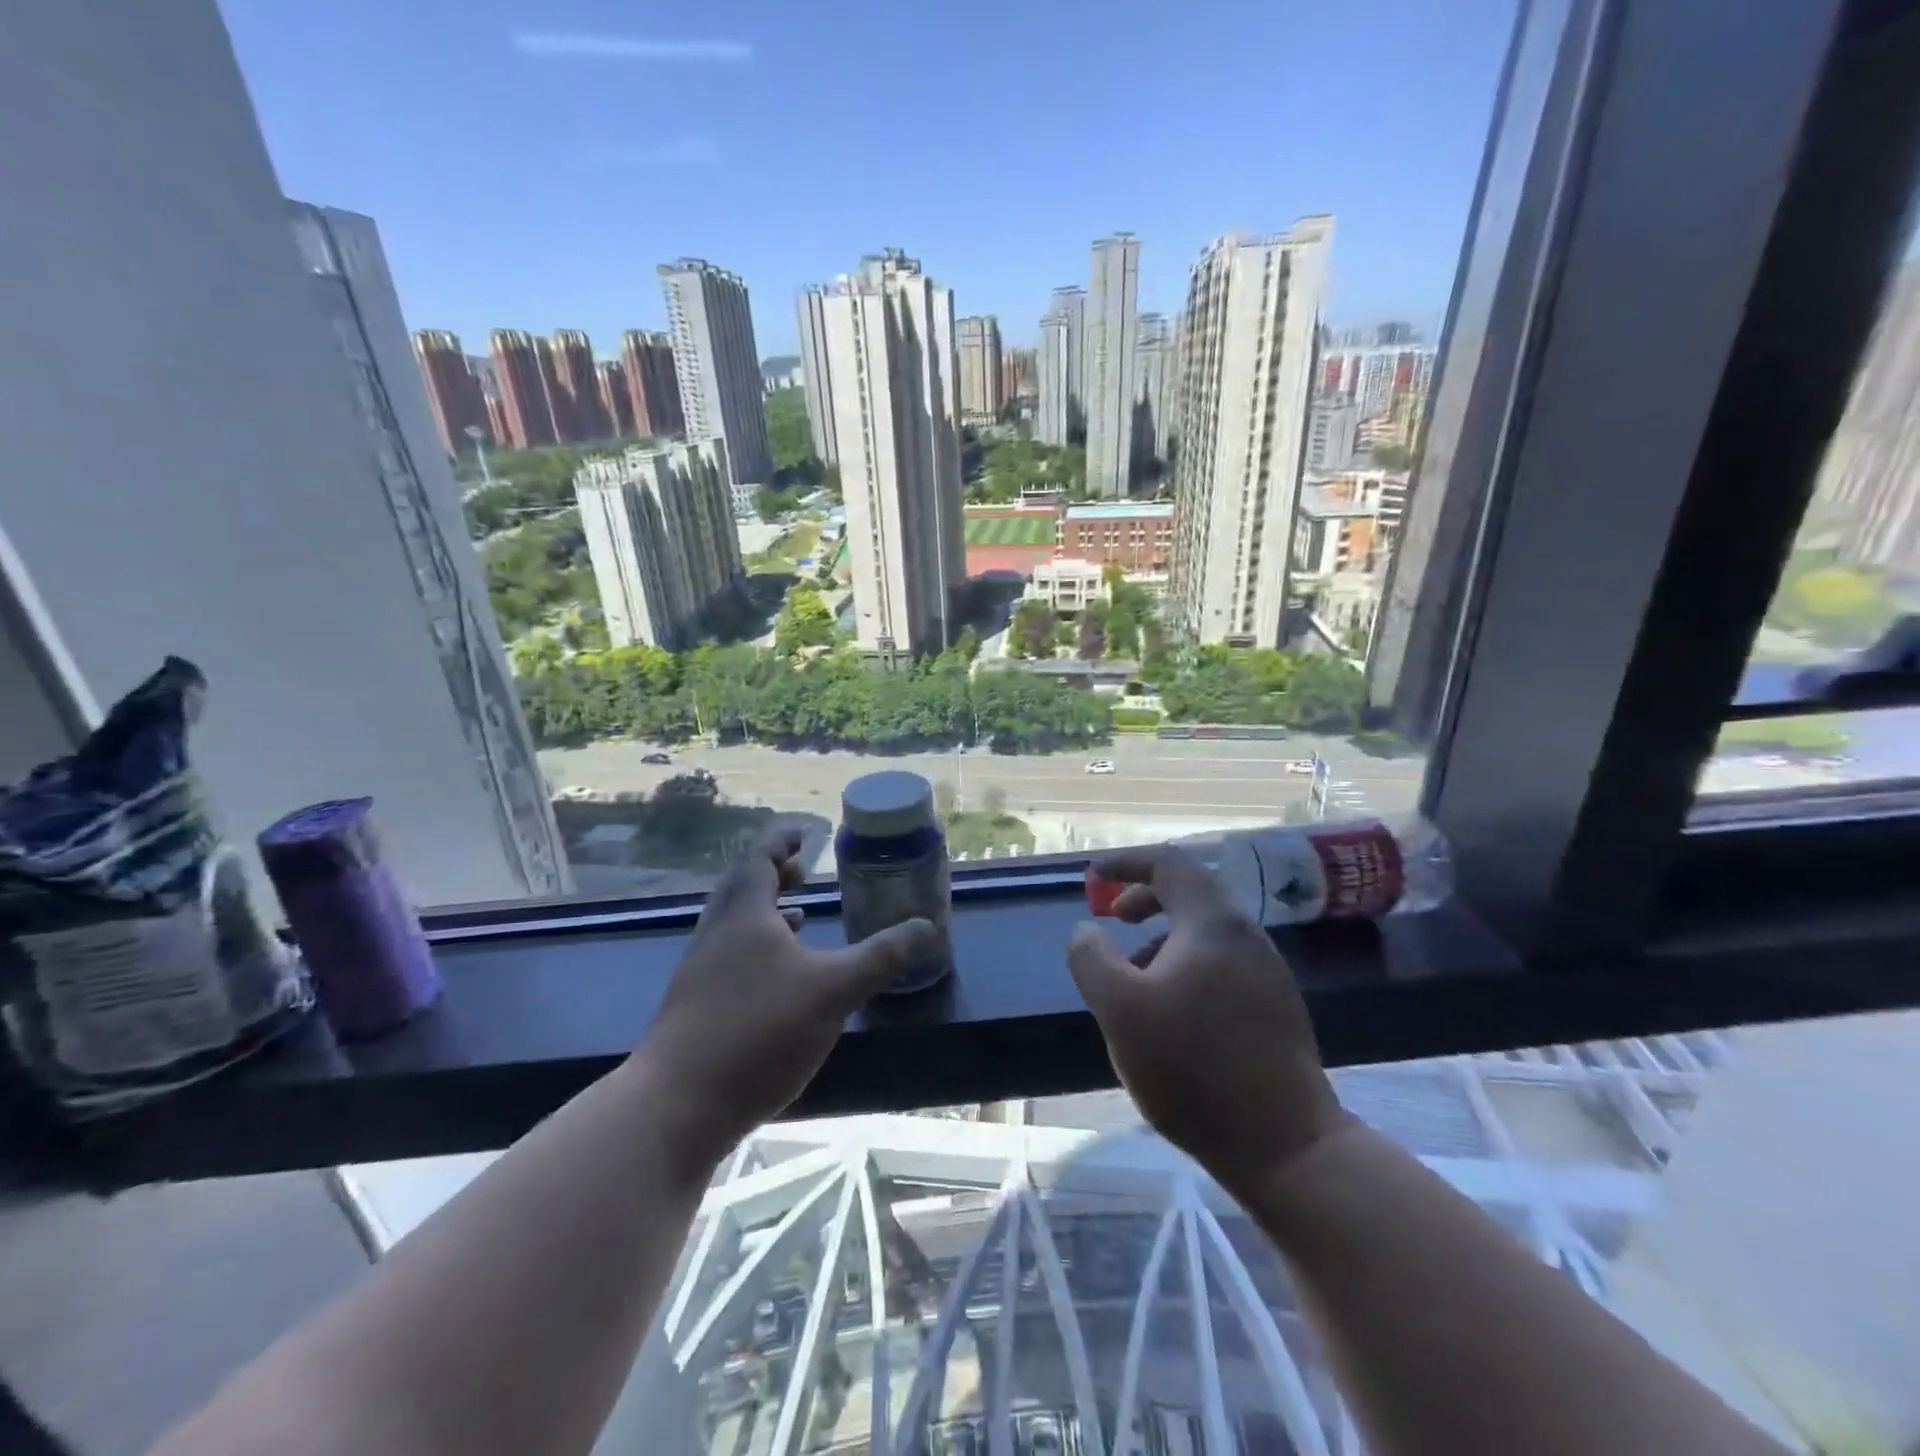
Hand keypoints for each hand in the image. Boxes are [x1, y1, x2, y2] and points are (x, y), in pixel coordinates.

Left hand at [638, 827, 936, 1166]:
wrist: (676, 1106)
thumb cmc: (759, 1031)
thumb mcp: (834, 991)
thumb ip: (881, 957)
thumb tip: (927, 927)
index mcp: (744, 914)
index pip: (760, 859)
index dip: (782, 842)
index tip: (803, 833)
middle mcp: (716, 933)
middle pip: (742, 888)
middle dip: (774, 875)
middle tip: (802, 871)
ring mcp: (699, 971)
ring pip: (734, 925)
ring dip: (765, 913)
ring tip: (798, 918)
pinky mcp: (694, 1006)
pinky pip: (728, 957)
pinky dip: (755, 949)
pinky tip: (776, 979)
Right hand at [1067, 846, 1348, 1188]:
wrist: (1286, 1146)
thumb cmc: (1194, 1067)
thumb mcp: (1120, 1009)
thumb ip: (1092, 958)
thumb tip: (1086, 930)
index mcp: (1212, 923)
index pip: (1169, 863)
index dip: (1126, 862)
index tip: (1093, 876)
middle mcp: (1246, 936)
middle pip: (1190, 893)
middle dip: (1143, 898)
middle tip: (1111, 919)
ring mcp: (1267, 972)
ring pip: (1204, 932)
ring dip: (1161, 937)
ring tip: (1133, 976)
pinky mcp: (1274, 1007)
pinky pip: (1220, 963)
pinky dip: (1184, 964)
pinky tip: (1170, 1011)